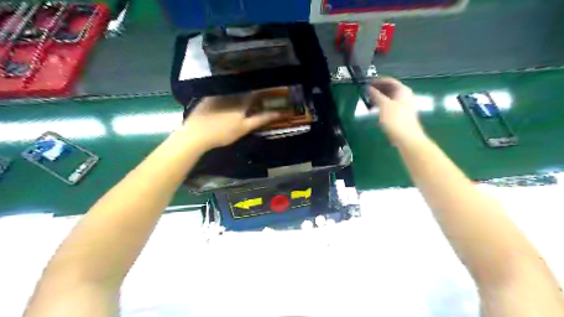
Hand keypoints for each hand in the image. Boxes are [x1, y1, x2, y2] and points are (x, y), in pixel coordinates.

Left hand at [182, 94, 280, 149]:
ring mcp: (218, 93)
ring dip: (240, 91)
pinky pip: (222, 91)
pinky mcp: (208, 97)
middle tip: (257, 97)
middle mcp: (230, 93)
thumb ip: (261, 119)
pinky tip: (228, 101)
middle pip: (244, 89)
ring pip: (233, 89)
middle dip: (252, 91)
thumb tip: (279, 113)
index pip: (256, 91)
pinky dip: (228, 94)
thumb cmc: (223, 132)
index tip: (270, 93)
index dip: (264, 91)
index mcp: (241, 100)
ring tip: (244, 98)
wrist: (195, 134)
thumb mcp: (244, 128)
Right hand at [369, 77, 425, 143]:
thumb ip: (376, 95)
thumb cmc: (396, 119)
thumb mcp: (384, 105)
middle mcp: (405, 96)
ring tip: (369, 100)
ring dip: (379, 98)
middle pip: (390, 89)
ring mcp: (404, 106)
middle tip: (366, 92)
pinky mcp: (402, 115)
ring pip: (390, 98)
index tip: (367, 82)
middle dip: (378, 89)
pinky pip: (390, 106)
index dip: (378, 80)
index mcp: (403, 91)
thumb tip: (369, 88)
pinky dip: (382, 105)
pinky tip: (375, 110)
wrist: (407, 138)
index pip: (389, 80)